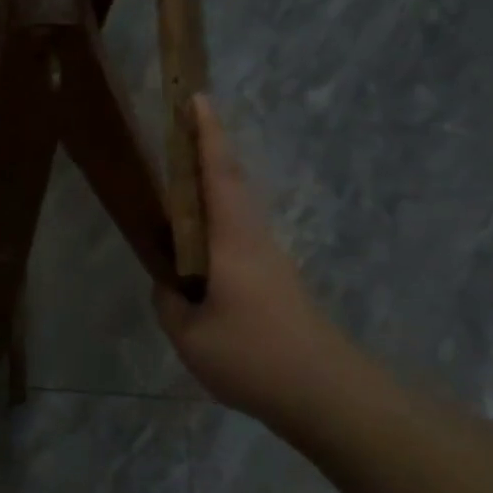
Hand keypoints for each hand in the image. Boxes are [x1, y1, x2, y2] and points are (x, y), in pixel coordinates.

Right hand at [155, 98, 361, 423]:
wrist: (324, 393)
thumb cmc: (253, 356)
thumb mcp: (189, 334)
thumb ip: (170, 302)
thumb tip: (168, 284)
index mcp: (233, 240)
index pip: (219, 175)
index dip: (207, 136)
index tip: (197, 99)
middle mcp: (254, 239)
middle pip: (232, 181)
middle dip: (210, 148)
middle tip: (184, 125)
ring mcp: (269, 259)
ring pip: (238, 207)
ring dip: (215, 181)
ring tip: (182, 176)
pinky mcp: (275, 281)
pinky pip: (239, 233)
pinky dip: (219, 217)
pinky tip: (200, 239)